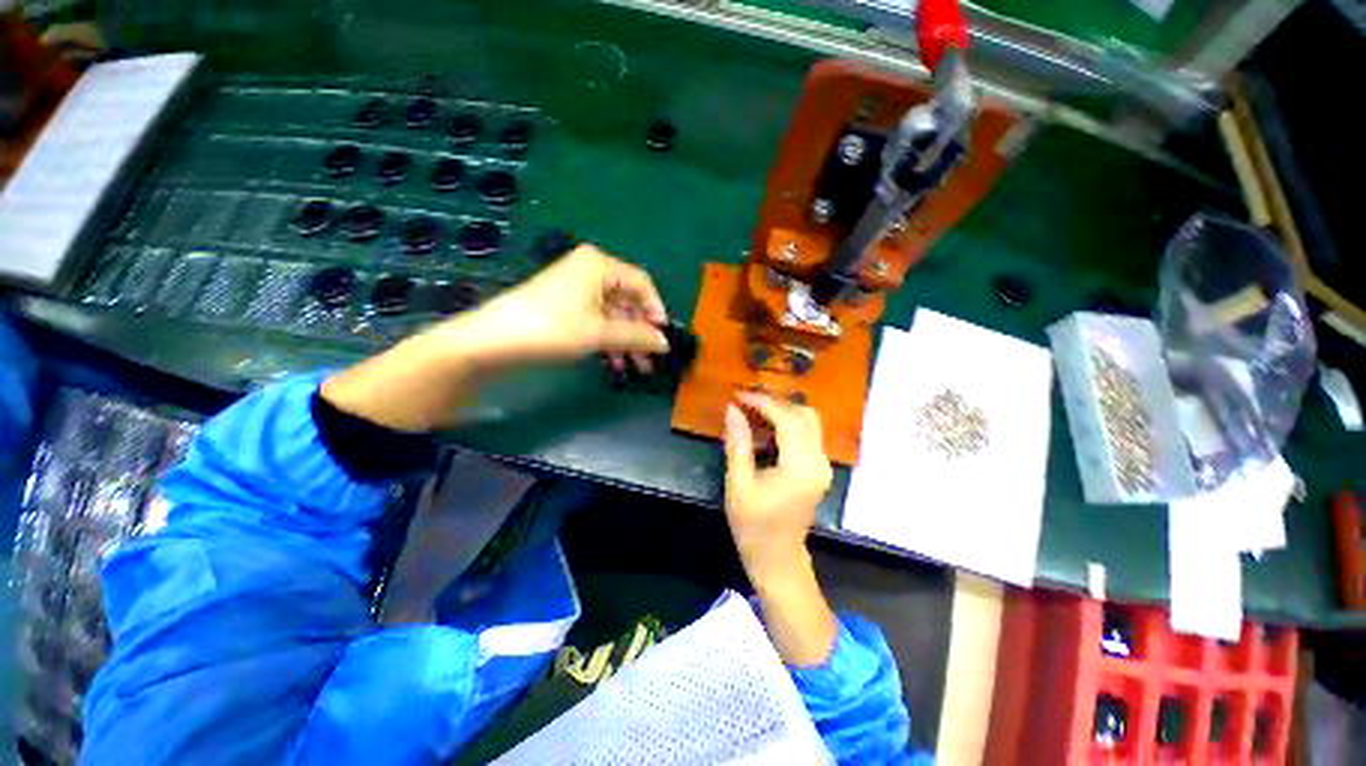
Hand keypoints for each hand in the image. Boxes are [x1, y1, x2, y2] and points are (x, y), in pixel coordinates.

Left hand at [322, 244, 667, 432]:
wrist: (493, 341)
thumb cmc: (553, 328)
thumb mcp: (601, 333)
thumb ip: (638, 336)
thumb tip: (665, 343)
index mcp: (600, 265)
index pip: (642, 283)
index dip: (656, 310)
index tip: (662, 337)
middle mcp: (589, 271)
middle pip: (628, 301)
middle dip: (640, 332)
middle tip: (651, 359)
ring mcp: (575, 290)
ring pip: (613, 315)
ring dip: (626, 341)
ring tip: (636, 368)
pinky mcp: (564, 308)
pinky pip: (596, 322)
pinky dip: (608, 341)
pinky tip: (614, 363)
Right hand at [722, 391, 832, 584]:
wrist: (777, 559)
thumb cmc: (753, 526)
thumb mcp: (739, 484)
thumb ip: (738, 443)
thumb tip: (732, 409)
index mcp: (801, 467)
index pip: (787, 419)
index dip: (762, 402)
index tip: (738, 395)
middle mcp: (819, 461)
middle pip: (803, 415)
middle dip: (773, 403)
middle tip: (744, 402)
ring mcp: (822, 465)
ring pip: (807, 422)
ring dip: (780, 412)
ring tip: (750, 413)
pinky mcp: (818, 468)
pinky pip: (806, 435)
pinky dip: (785, 425)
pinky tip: (763, 431)